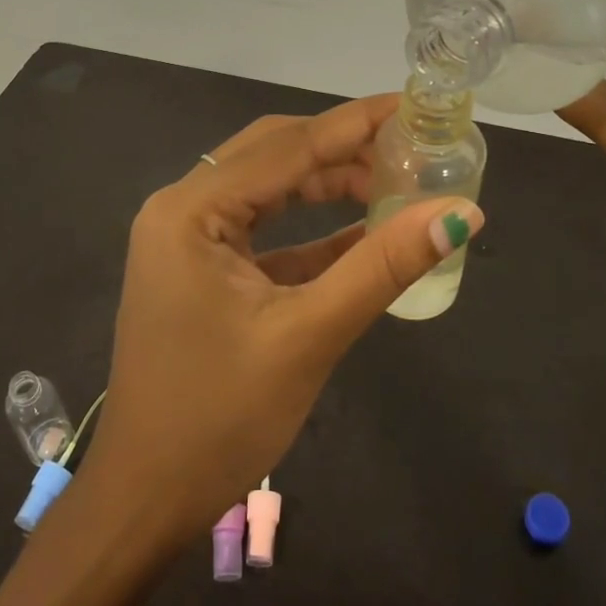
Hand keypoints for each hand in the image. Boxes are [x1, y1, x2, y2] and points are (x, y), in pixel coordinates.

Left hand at [76, 97, 483, 539]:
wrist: (146, 500)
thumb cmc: (219, 418)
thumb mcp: (309, 336)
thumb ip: (382, 267)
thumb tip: (459, 212)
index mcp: (191, 210)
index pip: (286, 146)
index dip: (353, 123)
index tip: (412, 104)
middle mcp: (182, 209)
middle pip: (273, 155)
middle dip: (341, 148)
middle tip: (410, 146)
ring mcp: (187, 240)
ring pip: (268, 190)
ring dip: (327, 185)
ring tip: (395, 184)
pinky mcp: (201, 271)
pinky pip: (263, 233)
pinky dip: (311, 231)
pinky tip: (363, 231)